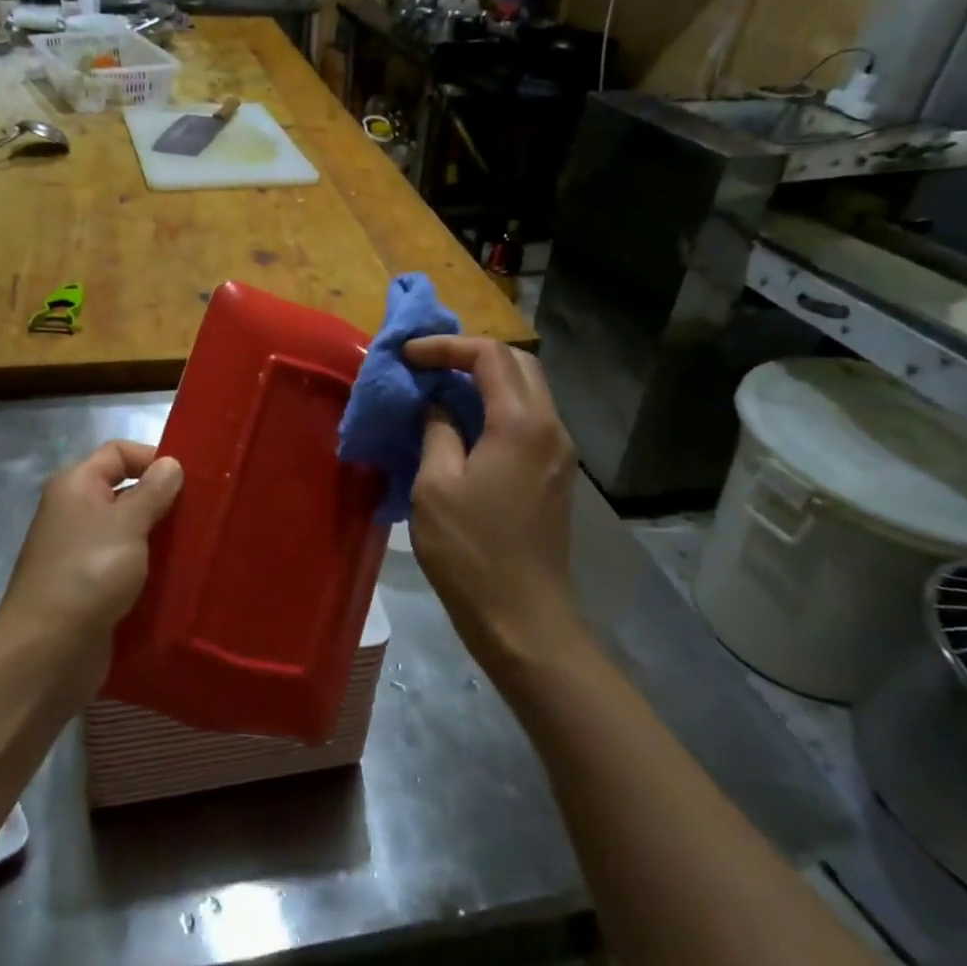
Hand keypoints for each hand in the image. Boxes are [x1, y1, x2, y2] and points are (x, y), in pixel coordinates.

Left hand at [0, 441, 181, 688]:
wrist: (47, 652)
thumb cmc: (89, 572)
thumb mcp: (128, 523)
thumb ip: (153, 491)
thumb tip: (171, 464)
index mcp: (76, 485)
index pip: (119, 452)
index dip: (153, 458)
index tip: (191, 481)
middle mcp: (75, 512)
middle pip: (125, 491)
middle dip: (162, 500)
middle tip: (203, 514)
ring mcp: (81, 552)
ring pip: (129, 531)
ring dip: (159, 537)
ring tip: (198, 545)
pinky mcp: (90, 587)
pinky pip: (126, 565)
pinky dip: (149, 568)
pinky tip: (178, 577)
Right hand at [403, 337, 581, 673]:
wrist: (523, 618)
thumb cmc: (471, 551)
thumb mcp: (435, 486)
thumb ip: (437, 430)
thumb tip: (436, 405)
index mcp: (520, 423)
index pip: (489, 355)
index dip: (445, 346)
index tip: (407, 356)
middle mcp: (550, 426)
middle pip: (518, 363)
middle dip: (471, 354)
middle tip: (428, 366)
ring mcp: (559, 450)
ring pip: (527, 389)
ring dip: (486, 379)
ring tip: (441, 389)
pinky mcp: (556, 472)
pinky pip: (529, 418)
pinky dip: (497, 405)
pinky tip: (465, 424)